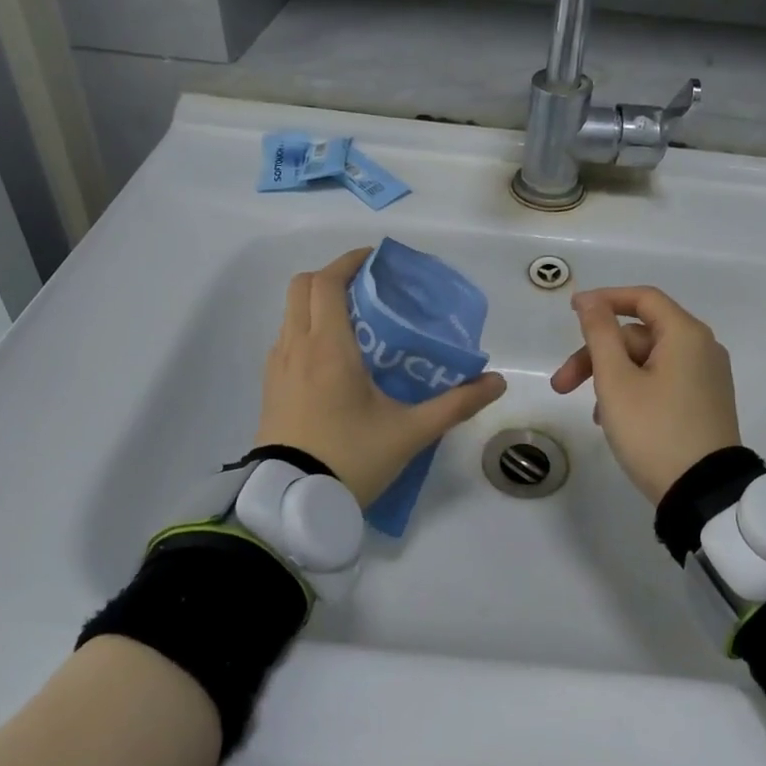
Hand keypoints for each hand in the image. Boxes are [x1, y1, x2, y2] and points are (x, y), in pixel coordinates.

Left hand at [252, 249, 506, 505]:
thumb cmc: (351, 458)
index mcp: (328, 348)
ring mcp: (277, 368)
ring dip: (317, 304)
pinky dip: (306, 330)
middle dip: (332, 277)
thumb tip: (496, 382)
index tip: (376, 260)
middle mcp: (296, 347)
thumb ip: (456, 404)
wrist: (292, 504)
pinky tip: (333, 359)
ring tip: (355, 322)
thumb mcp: (410, 432)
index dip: (349, 262)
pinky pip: (285, 340)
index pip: (327, 283)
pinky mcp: (270, 388)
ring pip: (290, 313)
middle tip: (367, 289)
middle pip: (301, 287)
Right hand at [549, 286, 741, 504]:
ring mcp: (707, 378)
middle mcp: (702, 349)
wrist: (703, 494)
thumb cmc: (654, 431)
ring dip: (612, 377)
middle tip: (561, 385)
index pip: (642, 298)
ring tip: (590, 412)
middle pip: (639, 335)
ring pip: (648, 361)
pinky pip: (662, 382)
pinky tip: (613, 419)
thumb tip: (591, 300)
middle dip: (597, 355)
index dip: (604, 300)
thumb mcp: (616, 381)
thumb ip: (600, 334)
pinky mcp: (705, 404)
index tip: (571, 311)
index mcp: (685, 335)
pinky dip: (634, 390)